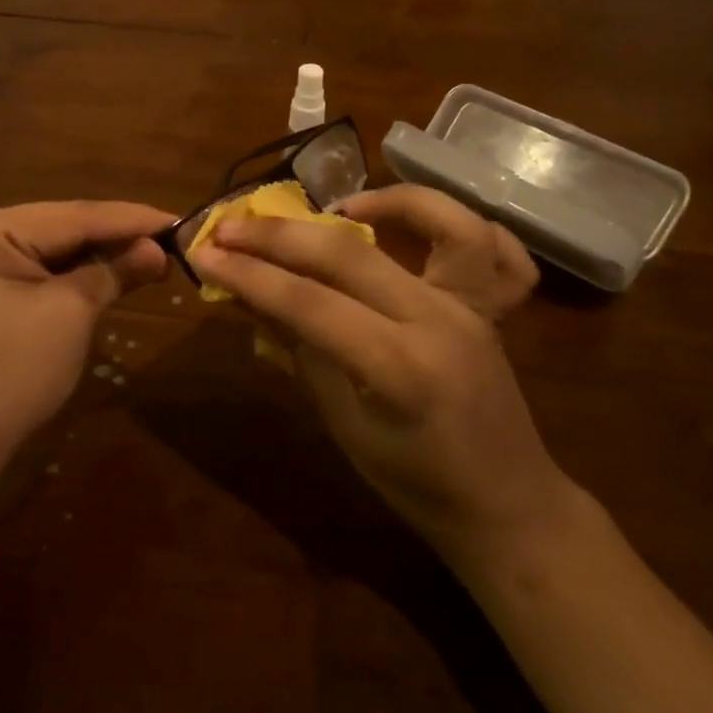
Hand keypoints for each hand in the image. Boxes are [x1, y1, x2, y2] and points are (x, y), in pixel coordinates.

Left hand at [0, 201, 172, 482]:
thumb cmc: (10, 375)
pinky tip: (113, 270)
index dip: (132, 219)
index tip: (180, 220)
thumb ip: (115, 271)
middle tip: (173, 240)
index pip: (73, 215)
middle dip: (117, 237)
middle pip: (62, 227)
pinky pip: (38, 268)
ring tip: (154, 254)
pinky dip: (76, 273)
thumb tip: (159, 249)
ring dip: (100, 255)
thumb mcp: (70, 315)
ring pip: (53, 248)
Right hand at [188, 186, 568, 566]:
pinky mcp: (489, 305)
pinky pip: (495, 249)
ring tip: (336, 207)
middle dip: (280, 236)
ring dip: (388, 202)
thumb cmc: (416, 485)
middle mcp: (439, 322)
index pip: (308, 303)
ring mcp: (472, 307)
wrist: (508, 509)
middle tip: (229, 227)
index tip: (203, 254)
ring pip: (443, 225)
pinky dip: (454, 225)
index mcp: (399, 369)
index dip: (249, 275)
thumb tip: (250, 297)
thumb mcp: (345, 425)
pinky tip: (407, 224)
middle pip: (349, 255)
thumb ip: (301, 351)